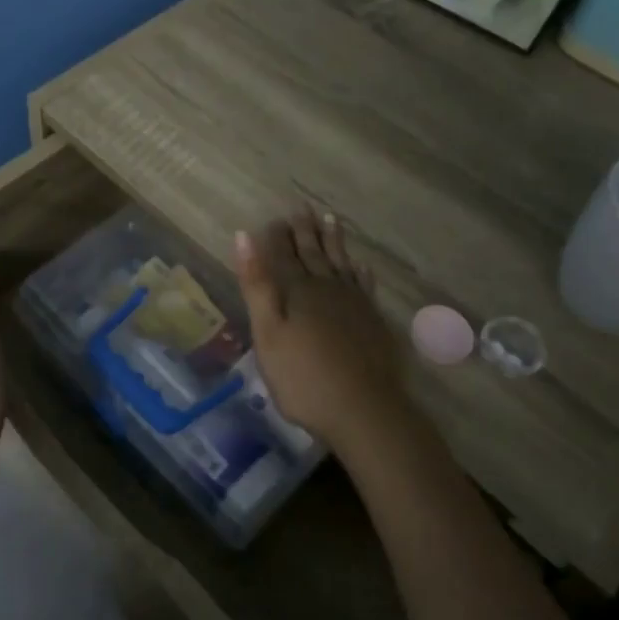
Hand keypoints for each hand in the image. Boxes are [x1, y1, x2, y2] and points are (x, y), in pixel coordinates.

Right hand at [234, 211, 409, 450]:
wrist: (364, 411)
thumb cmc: (304, 378)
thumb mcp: (268, 333)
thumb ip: (257, 285)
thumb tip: (245, 235)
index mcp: (298, 291)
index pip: (283, 254)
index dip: (277, 236)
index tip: (274, 218)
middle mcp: (328, 288)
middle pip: (314, 253)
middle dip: (305, 231)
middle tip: (303, 207)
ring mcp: (355, 304)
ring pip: (341, 263)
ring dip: (334, 241)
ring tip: (331, 219)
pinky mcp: (373, 321)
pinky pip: (364, 285)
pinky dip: (360, 271)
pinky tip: (360, 265)